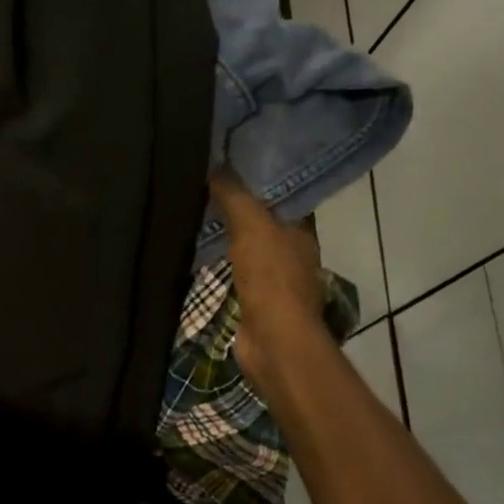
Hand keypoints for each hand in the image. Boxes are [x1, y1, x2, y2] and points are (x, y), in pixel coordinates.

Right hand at [210, 170, 327, 392]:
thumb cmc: (270, 278)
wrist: (273, 339)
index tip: (233, 164)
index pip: (285, 196)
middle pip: (266, 221)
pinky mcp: (258, 300)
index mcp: (302, 230)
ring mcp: (277, 279)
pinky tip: (202, 252)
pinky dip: (224, 262)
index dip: (261, 180)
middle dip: (242, 207)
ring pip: (251, 247)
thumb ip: (234, 196)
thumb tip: (216, 167)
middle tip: (209, 186)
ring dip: (231, 236)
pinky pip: (238, 271)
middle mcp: (294, 252)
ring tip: (200, 215)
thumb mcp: (251, 226)